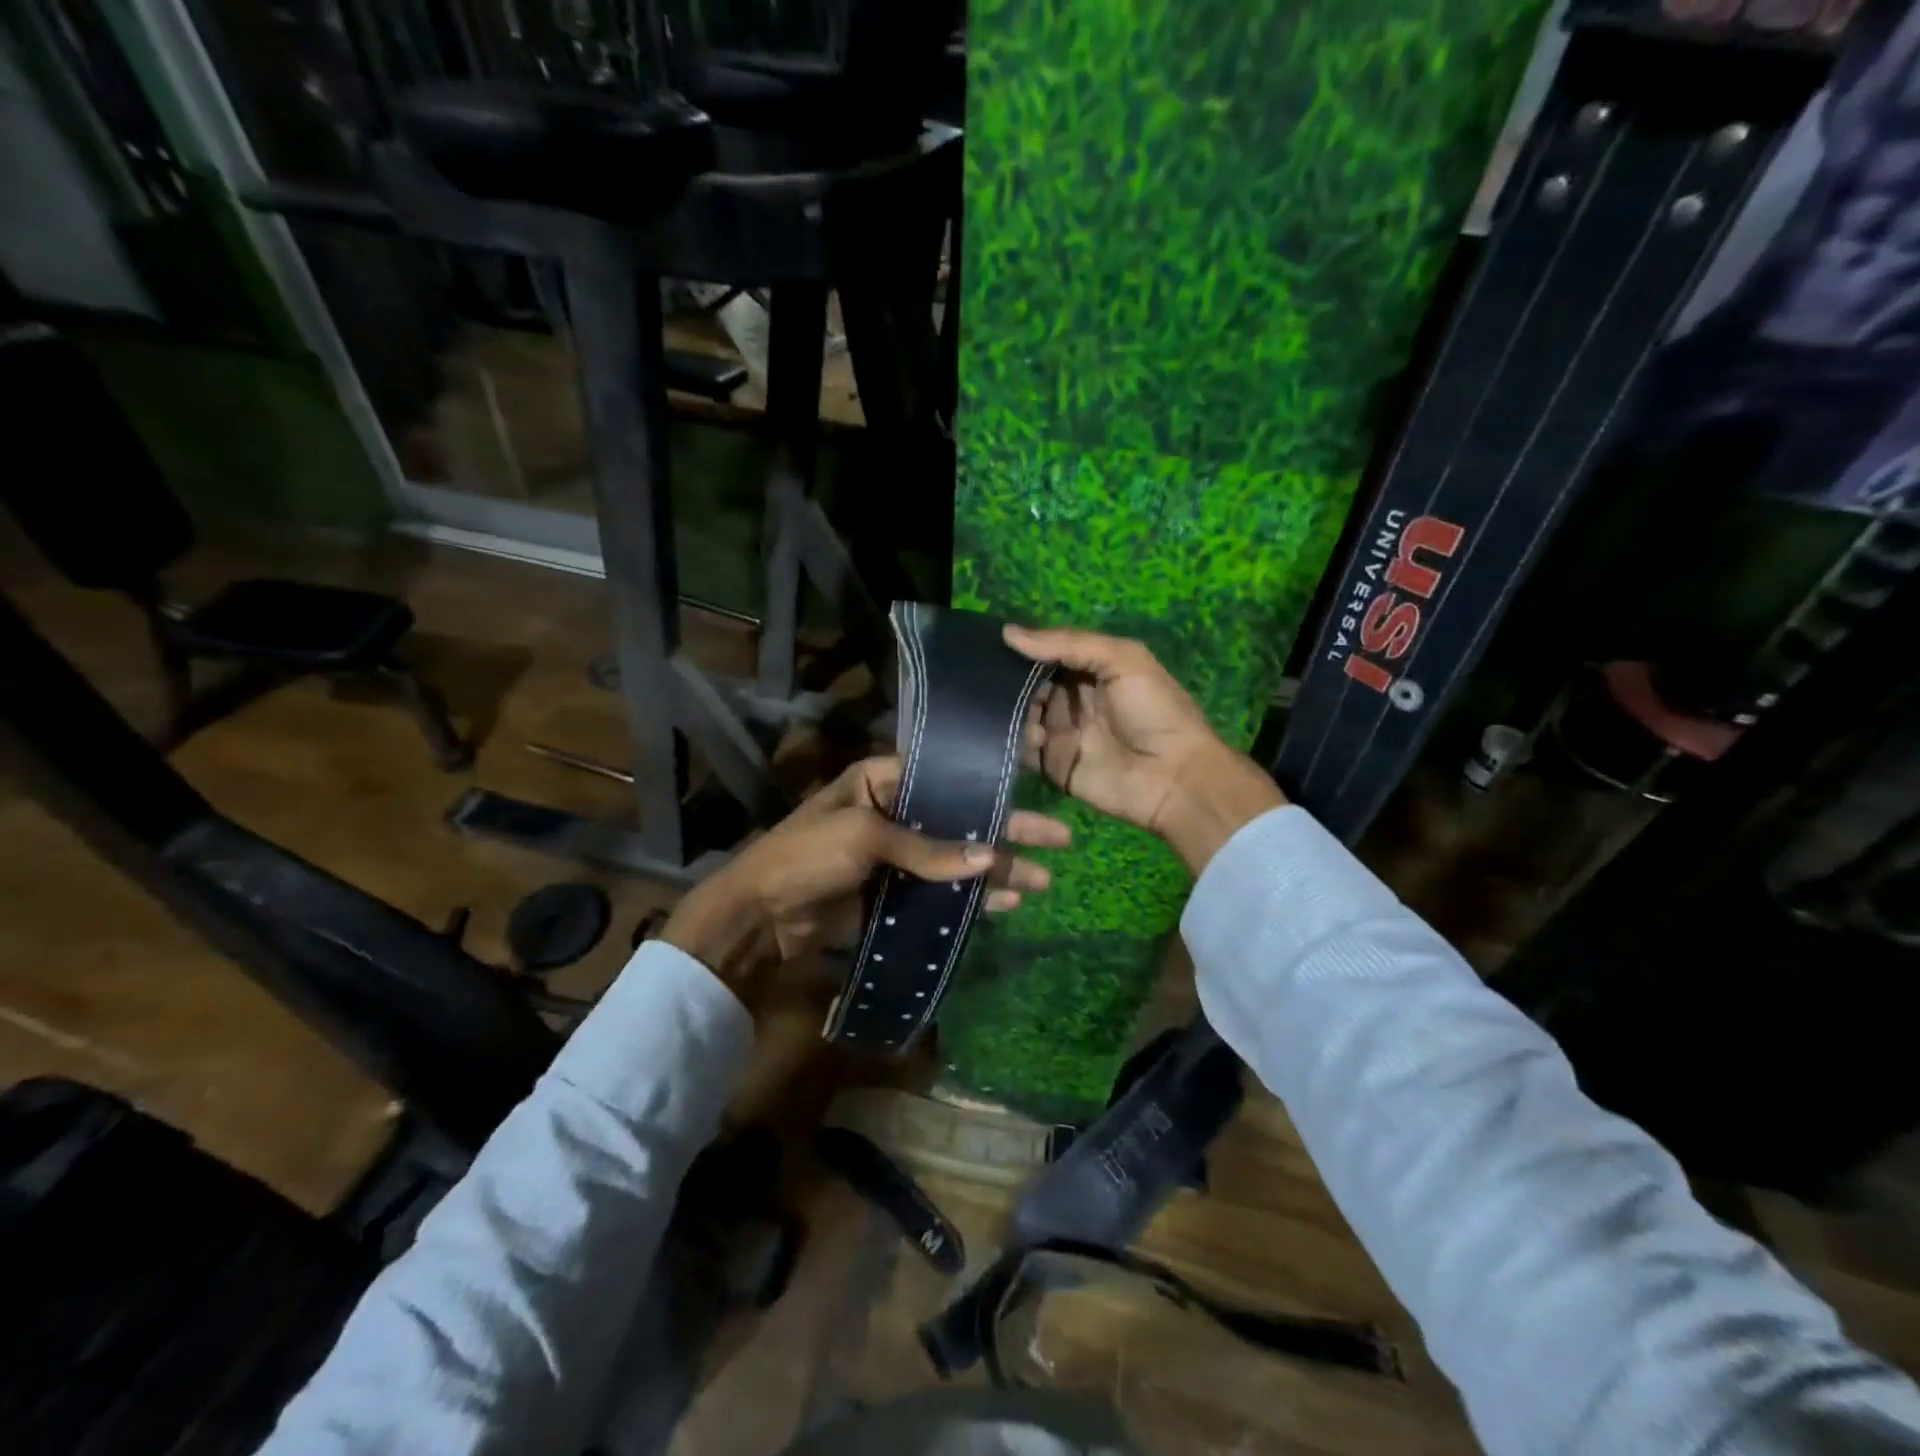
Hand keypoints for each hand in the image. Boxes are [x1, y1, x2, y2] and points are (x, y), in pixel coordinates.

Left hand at [662, 756, 1069, 1004]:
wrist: (758, 917)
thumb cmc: (807, 856)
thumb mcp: (865, 838)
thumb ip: (929, 848)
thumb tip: (992, 858)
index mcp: (881, 781)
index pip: (946, 777)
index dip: (989, 785)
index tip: (1034, 790)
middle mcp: (894, 812)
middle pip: (961, 820)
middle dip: (1007, 832)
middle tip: (1059, 841)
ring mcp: (896, 856)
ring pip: (956, 859)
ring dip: (996, 870)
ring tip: (1041, 881)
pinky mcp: (894, 894)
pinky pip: (940, 893)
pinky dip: (970, 899)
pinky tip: (1006, 904)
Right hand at [1005, 624, 1284, 873]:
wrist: (1174, 777)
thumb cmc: (1154, 711)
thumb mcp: (1123, 659)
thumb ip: (1069, 643)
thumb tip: (1009, 633)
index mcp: (1088, 670)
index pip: (1044, 653)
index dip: (1020, 648)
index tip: (988, 641)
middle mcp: (1069, 699)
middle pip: (1026, 684)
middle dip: (1005, 680)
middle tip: (983, 677)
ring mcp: (1058, 733)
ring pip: (1018, 716)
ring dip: (1008, 711)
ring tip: (1001, 707)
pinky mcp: (1051, 765)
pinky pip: (1021, 751)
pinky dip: (1012, 742)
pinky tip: (1017, 734)